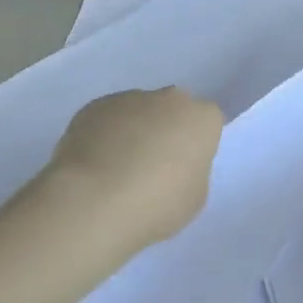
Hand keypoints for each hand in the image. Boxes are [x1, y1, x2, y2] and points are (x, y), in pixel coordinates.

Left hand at [45, 88, 224, 249]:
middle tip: (153, 165)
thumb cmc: (157, 204)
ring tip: (116, 169)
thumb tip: (174, 163)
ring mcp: (129, 98)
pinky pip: (107, 119)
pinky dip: (104, 135)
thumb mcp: (195, 197)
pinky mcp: (94, 106)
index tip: (184, 167)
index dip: (196, 145)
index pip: (208, 123)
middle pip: (173, 110)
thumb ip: (191, 170)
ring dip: (133, 131)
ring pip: (138, 111)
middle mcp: (169, 98)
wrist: (95, 201)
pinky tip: (94, 164)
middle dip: (166, 129)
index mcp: (202, 118)